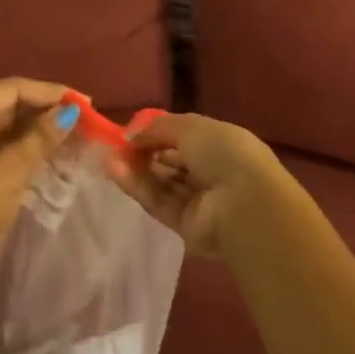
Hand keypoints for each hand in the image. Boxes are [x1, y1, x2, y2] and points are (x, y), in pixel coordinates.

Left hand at [0, 78, 78, 295]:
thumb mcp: (7, 174)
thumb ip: (39, 140)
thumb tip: (70, 112)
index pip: (14, 88)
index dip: (52, 93)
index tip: (88, 103)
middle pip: (9, 104)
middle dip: (46, 113)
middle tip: (87, 123)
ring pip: (6, 127)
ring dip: (38, 133)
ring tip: (77, 139)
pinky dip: (24, 150)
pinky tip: (52, 158)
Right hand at [108, 113, 286, 257]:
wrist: (245, 205)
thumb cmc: (224, 153)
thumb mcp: (190, 126)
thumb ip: (157, 128)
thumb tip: (132, 135)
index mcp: (220, 146)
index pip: (184, 138)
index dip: (158, 134)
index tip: (132, 131)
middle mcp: (211, 174)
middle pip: (170, 163)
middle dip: (144, 153)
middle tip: (116, 146)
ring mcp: (199, 202)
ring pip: (161, 183)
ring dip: (135, 169)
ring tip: (108, 158)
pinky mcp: (186, 227)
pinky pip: (158, 203)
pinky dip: (137, 187)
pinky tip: (115, 172)